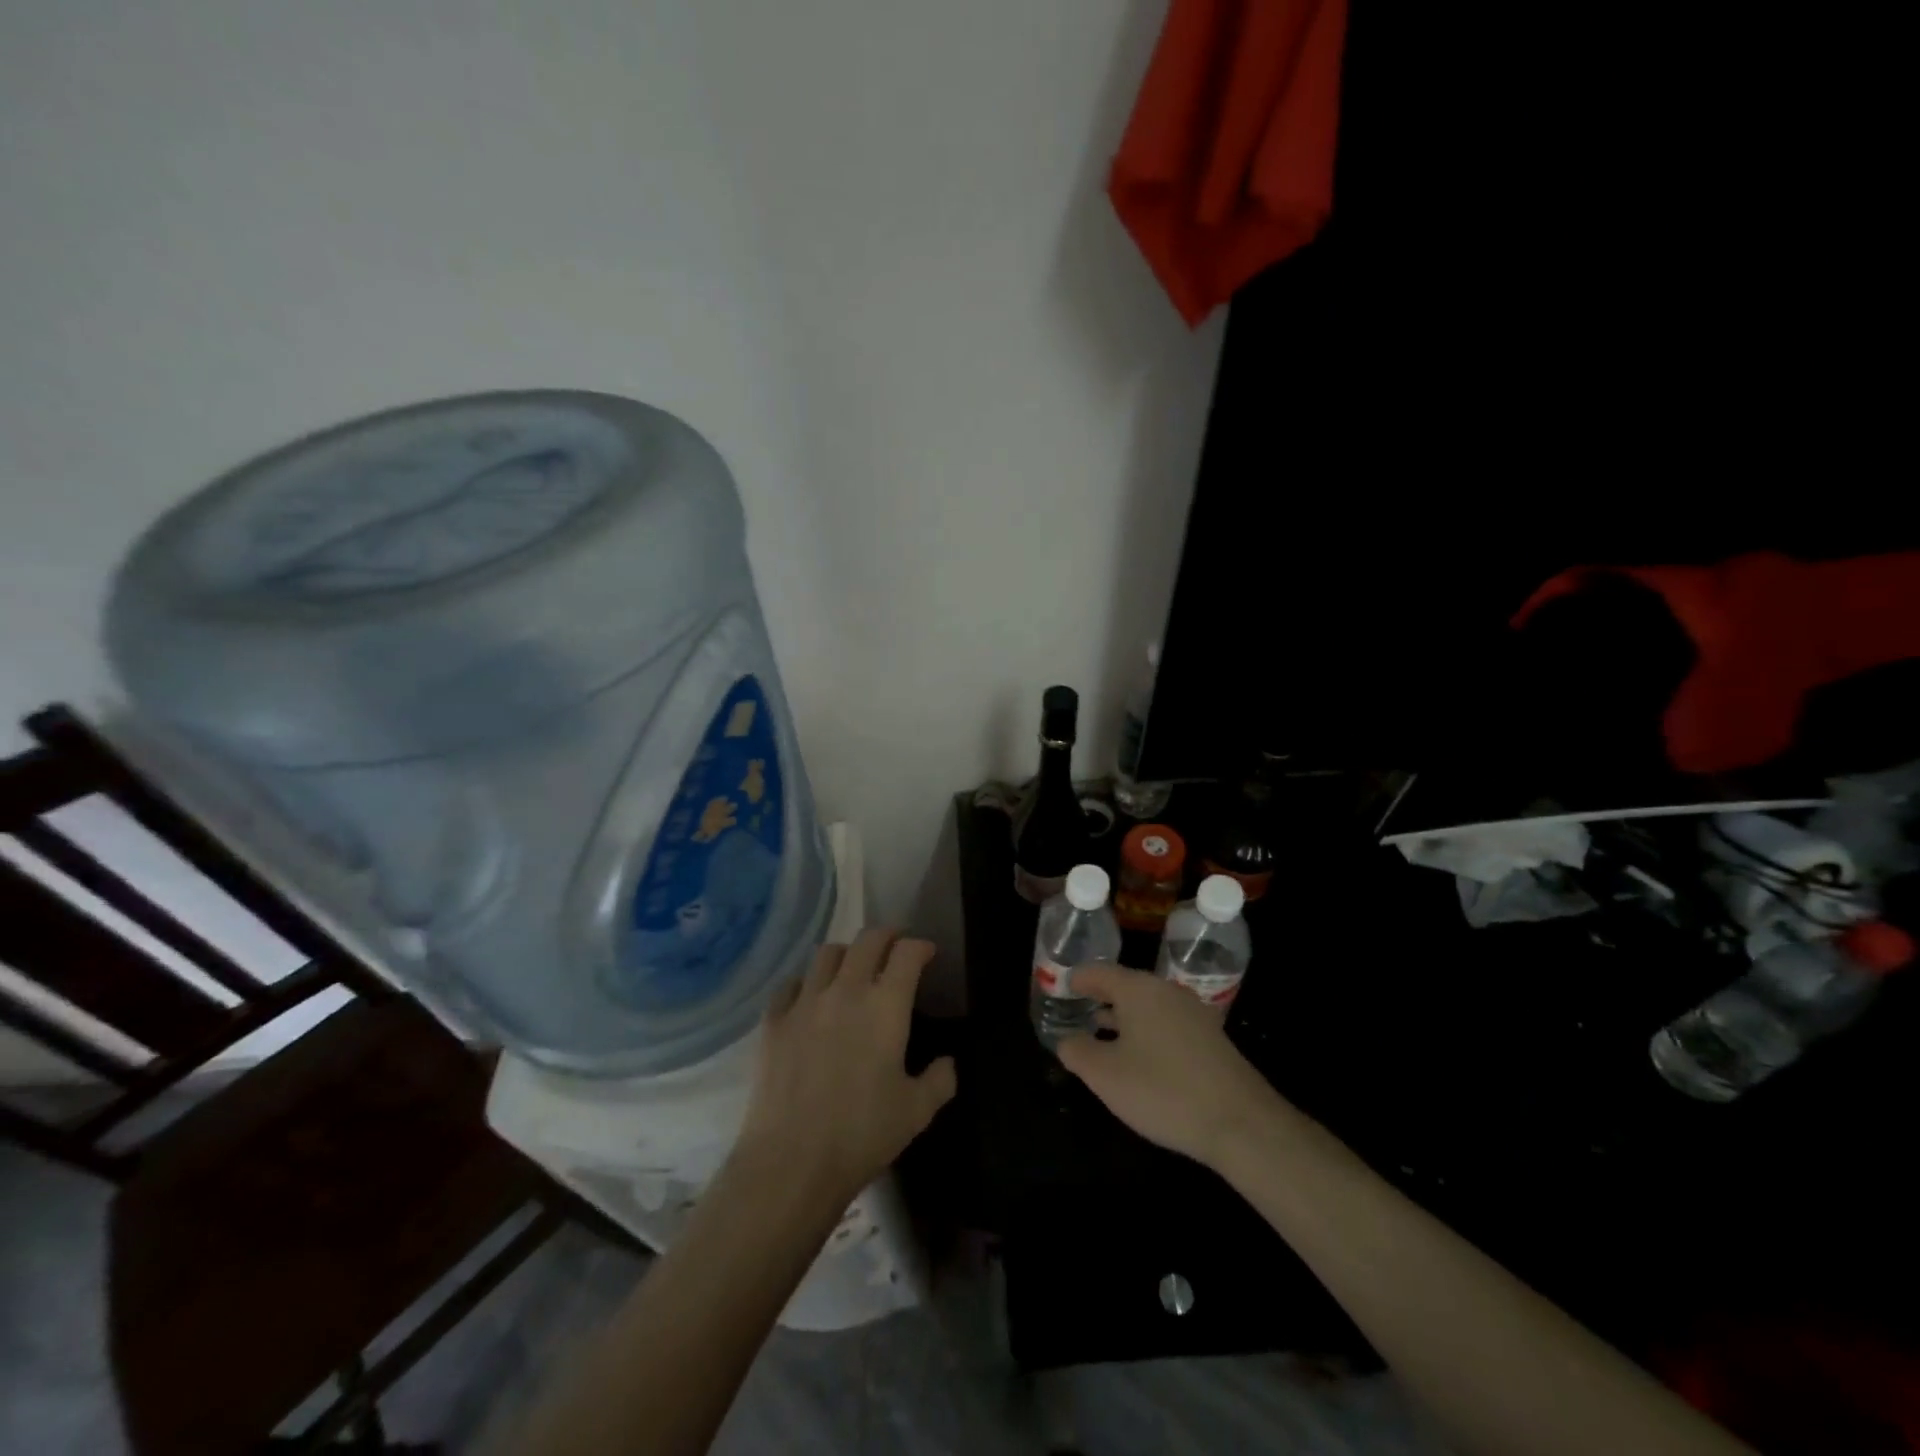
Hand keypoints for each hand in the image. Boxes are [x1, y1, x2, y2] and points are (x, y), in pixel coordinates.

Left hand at [734, 928, 956, 1207]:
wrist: (791, 1162)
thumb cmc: (862, 1134)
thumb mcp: (917, 1112)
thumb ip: (940, 1079)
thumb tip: (948, 1061)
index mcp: (886, 1005)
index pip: (907, 953)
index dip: (920, 946)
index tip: (927, 953)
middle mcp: (846, 991)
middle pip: (867, 940)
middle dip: (886, 936)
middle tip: (894, 948)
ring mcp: (805, 1002)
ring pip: (827, 953)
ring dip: (847, 954)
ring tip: (852, 969)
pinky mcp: (773, 1021)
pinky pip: (791, 984)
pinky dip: (807, 983)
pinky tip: (811, 1000)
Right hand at [1056, 964, 1278, 1168]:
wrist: (1241, 1123)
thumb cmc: (1162, 1090)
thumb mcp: (1105, 1075)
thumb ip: (1077, 1051)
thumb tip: (1067, 1040)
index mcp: (1138, 989)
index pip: (1098, 972)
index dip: (1076, 979)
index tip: (1059, 987)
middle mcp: (1166, 991)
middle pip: (1124, 986)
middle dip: (1099, 997)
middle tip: (1075, 1010)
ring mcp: (1192, 1013)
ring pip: (1146, 1006)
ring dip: (1122, 1017)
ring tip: (1099, 1033)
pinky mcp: (1209, 1038)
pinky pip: (1165, 1024)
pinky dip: (1145, 1032)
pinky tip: (1138, 1058)